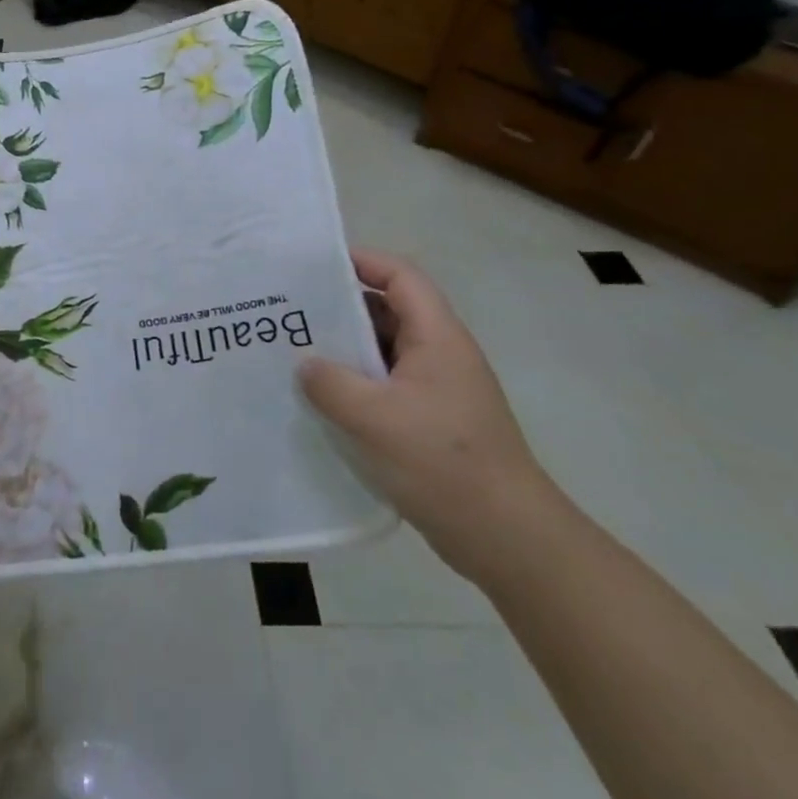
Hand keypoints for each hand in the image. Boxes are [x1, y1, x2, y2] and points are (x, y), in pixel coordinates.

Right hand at [299, 251, 559, 585]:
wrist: (506, 537)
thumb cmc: (443, 462)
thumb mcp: (374, 418)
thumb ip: (330, 383)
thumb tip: (304, 364)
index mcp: (437, 338)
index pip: (401, 277)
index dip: (362, 261)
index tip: (314, 266)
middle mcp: (440, 355)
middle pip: (388, 311)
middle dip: (340, 307)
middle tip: (290, 312)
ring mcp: (437, 390)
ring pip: (384, 352)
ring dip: (344, 350)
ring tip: (295, 353)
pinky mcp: (431, 422)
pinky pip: (385, 386)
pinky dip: (354, 384)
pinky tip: (321, 401)